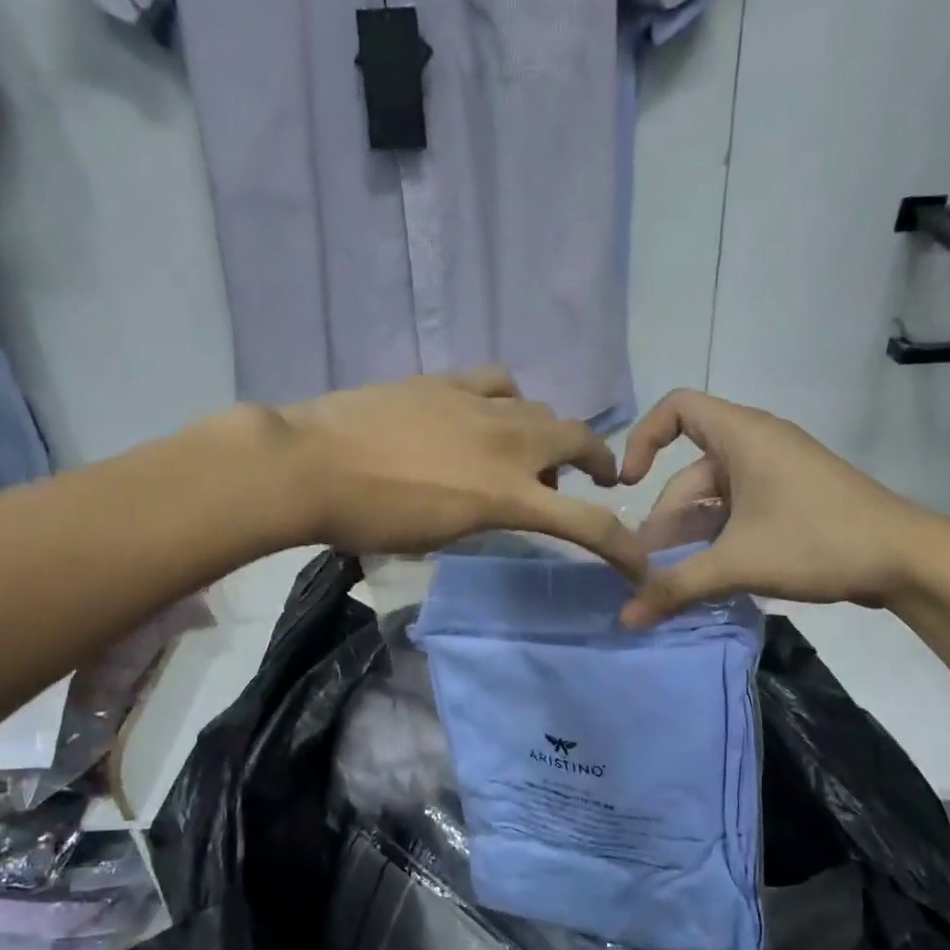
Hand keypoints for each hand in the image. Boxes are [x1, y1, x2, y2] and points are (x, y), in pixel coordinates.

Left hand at [275, 370, 645, 575]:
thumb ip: (484, 518)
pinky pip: (498, 382)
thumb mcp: (440, 537)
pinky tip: (491, 413)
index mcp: (506, 494)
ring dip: (550, 433)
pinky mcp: (446, 382)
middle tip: (594, 479)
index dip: (622, 548)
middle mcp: (507, 443)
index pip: (586, 524)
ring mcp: (478, 405)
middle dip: (597, 462)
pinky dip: (509, 401)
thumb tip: (498, 503)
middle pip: (578, 441)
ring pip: (541, 409)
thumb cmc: (369, 520)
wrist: (310, 466)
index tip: (640, 567)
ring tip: (532, 451)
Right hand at [618, 390, 949, 626]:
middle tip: (646, 566)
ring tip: (672, 578)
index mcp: (742, 436)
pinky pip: (739, 508)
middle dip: (664, 517)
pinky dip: (717, 536)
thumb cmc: (816, 542)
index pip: (676, 409)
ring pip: (714, 495)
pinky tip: (708, 574)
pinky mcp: (791, 497)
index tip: (627, 484)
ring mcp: (777, 472)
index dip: (642, 438)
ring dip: (689, 533)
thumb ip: (676, 587)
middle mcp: (757, 444)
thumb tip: (625, 619)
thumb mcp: (737, 563)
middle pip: (689, 469)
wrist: (905, 558)